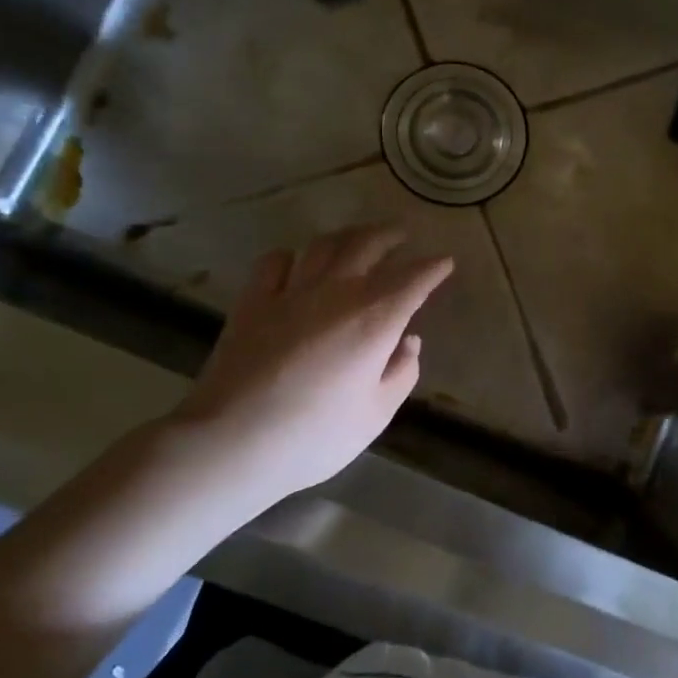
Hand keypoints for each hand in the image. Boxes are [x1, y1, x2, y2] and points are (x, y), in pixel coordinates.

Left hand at [165, 225, 453, 511]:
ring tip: (358, 239)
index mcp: (375, 318)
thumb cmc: (316, 434)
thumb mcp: (376, 413)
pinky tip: (298, 263)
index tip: (445, 263)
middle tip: (402, 235)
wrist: (233, 441)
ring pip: (324, 245)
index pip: (414, 279)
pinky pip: (276, 262)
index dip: (433, 268)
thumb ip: (401, 373)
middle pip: (368, 245)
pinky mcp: (253, 302)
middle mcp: (337, 292)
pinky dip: (294, 256)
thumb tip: (408, 342)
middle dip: (390, 236)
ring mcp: (290, 292)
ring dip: (347, 236)